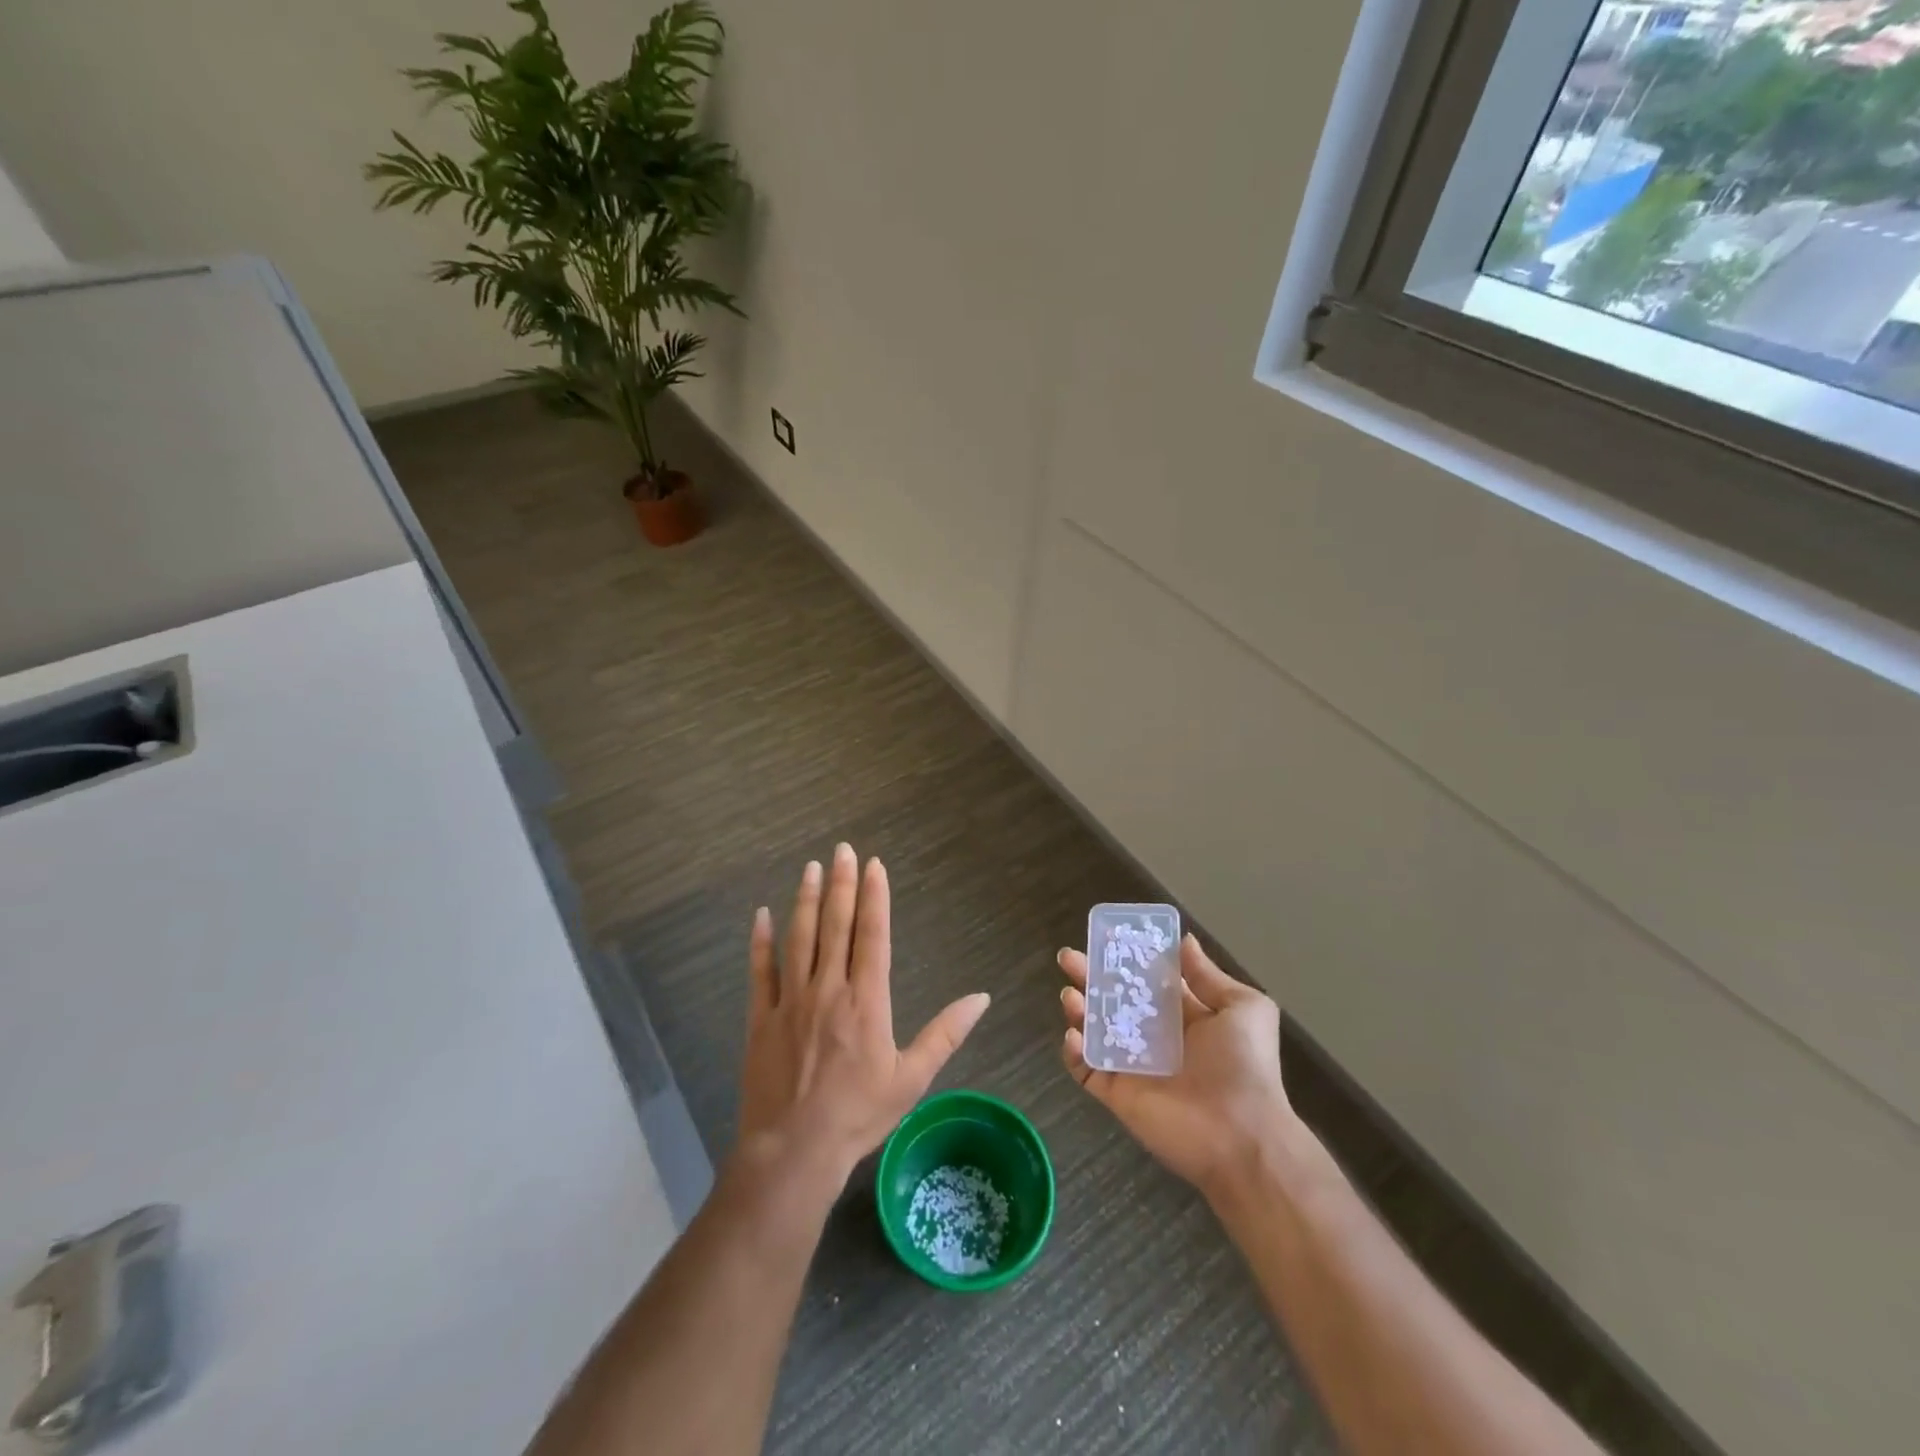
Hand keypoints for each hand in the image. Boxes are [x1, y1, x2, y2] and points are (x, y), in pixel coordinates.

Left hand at [737, 843, 991, 1188]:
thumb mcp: (912, 1078)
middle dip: (841, 884)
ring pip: (799, 937)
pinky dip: (761, 941)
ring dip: (804, 899)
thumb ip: (946, 1033)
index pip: (872, 935)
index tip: (873, 865)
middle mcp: (828, 988)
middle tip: (842, 849)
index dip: (874, 896)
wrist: (794, 1151)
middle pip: (835, 924)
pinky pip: (760, 971)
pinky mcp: (761, 1018)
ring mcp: (791, 1000)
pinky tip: (761, 914)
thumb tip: (981, 997)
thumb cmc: (858, 1115)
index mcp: (866, 1000)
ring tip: (810, 867)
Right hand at [1059, 934, 1292, 1197]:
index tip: (1105, 936)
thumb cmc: (1245, 1065)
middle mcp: (1155, 1037)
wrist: (1242, 1137)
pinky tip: (1073, 1034)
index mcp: (1184, 1016)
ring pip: (1095, 1030)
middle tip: (1068, 958)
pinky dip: (1074, 1051)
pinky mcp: (1117, 1094)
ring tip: (1069, 994)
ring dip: (1079, 1009)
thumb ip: (1208, 976)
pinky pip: (1087, 1069)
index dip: (1126, 958)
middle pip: (1114, 999)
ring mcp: (1133, 1066)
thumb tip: (1184, 942)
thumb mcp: (1243, 1008)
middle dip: (1090, 976)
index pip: (1147, 981)